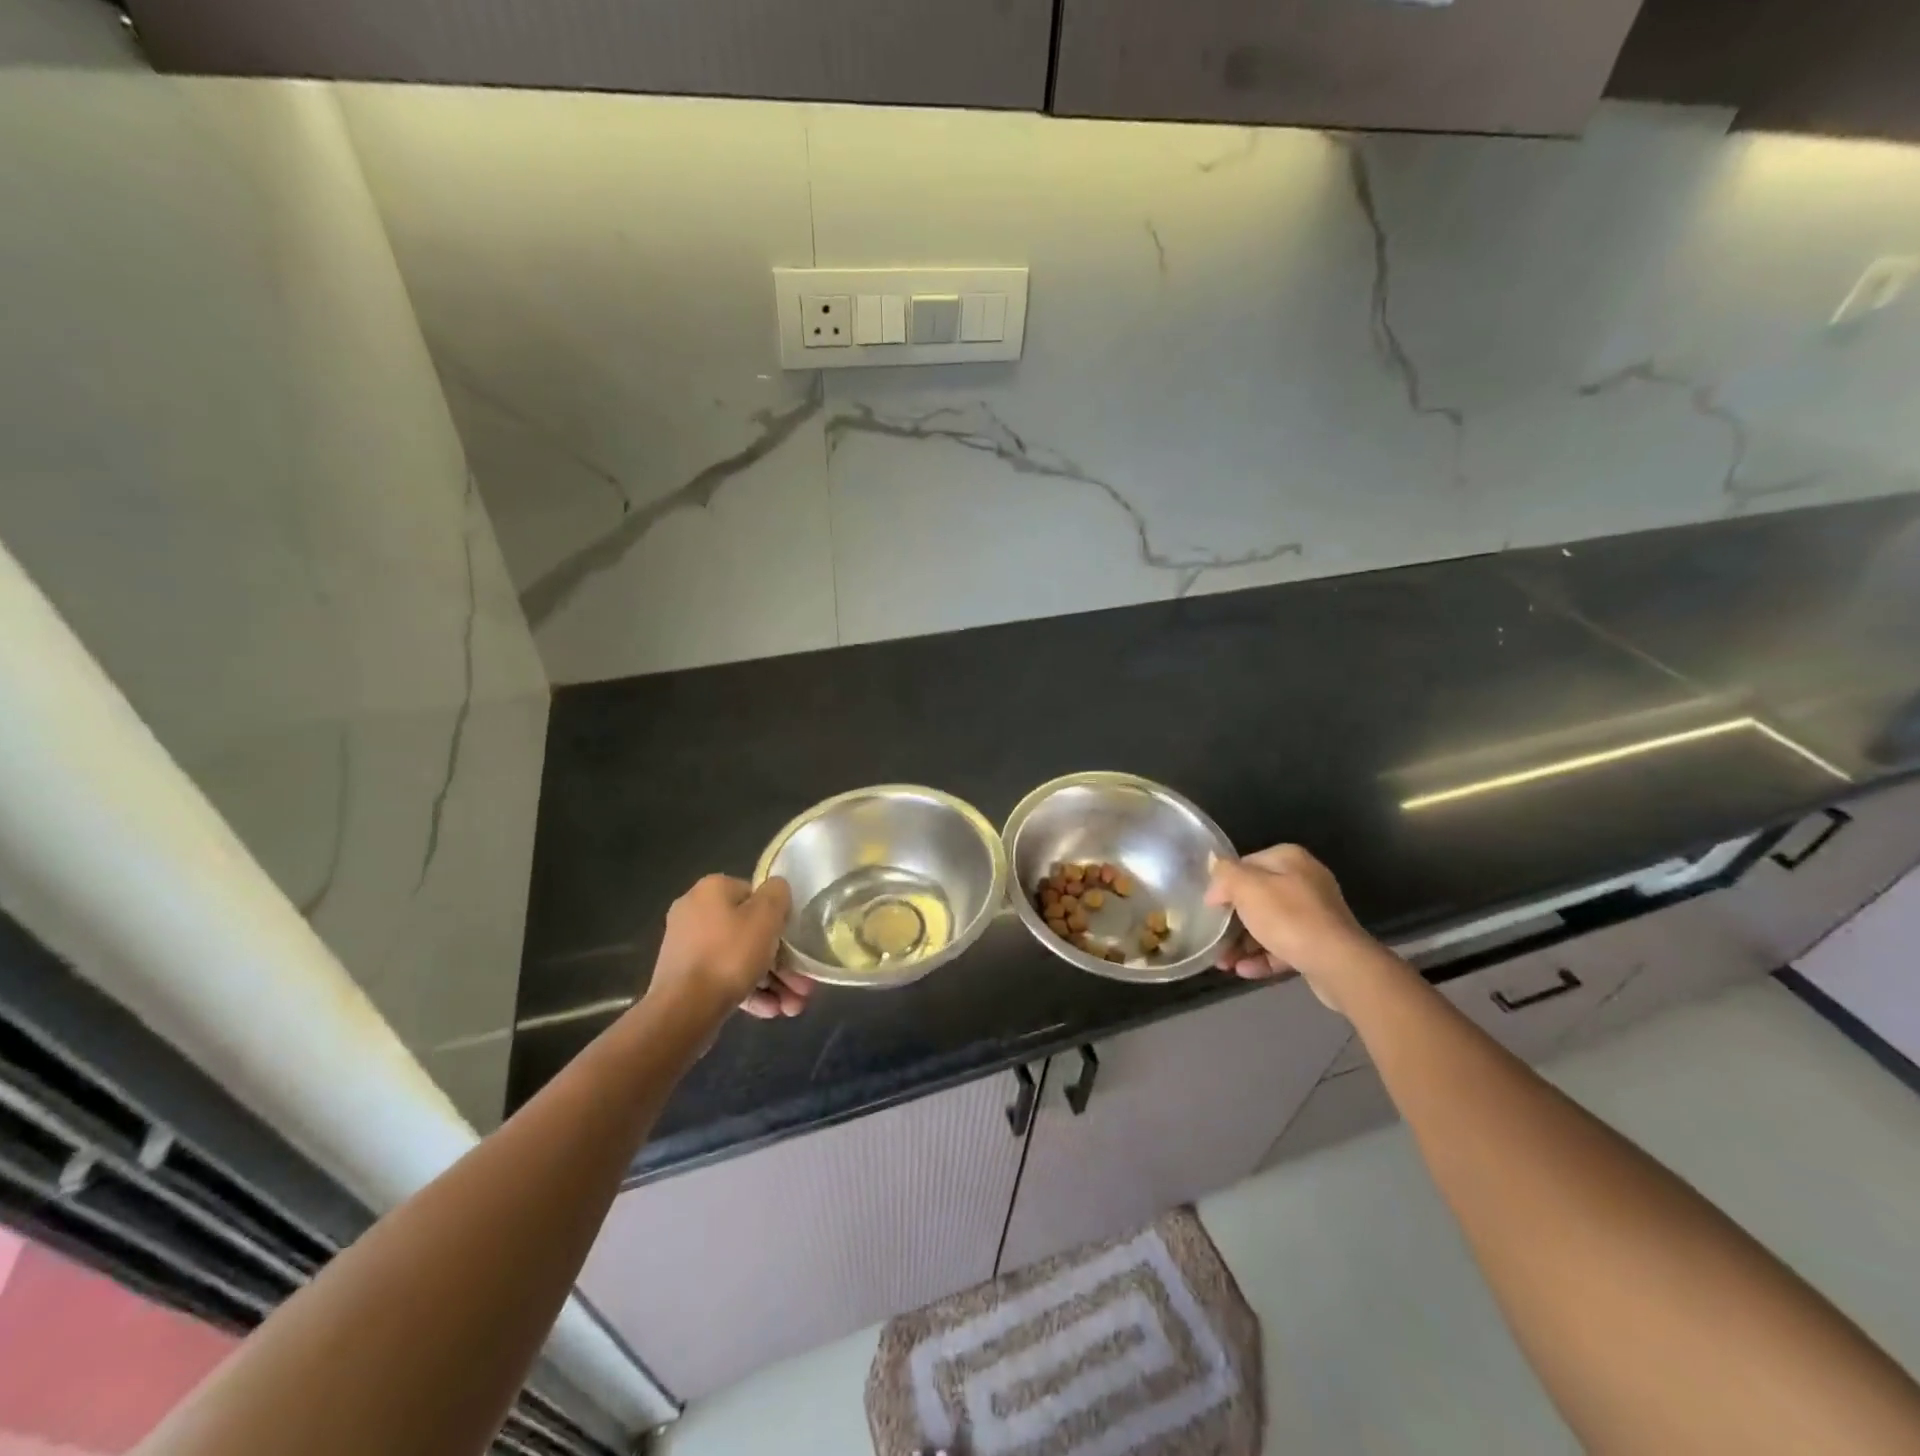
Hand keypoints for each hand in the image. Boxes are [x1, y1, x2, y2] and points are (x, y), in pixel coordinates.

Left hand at [647, 874, 811, 1019]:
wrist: (683, 1011)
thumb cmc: (729, 955)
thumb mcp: (766, 917)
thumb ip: (777, 894)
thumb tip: (777, 889)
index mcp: (711, 890)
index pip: (755, 895)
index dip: (779, 918)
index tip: (795, 942)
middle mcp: (694, 913)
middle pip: (750, 932)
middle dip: (781, 961)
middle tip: (802, 985)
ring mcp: (687, 948)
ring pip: (739, 959)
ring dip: (771, 981)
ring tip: (792, 1006)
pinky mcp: (685, 979)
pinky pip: (724, 978)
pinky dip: (748, 991)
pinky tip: (771, 1010)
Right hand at [1205, 845, 1380, 1010]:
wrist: (1339, 964)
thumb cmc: (1288, 918)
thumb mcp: (1247, 887)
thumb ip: (1225, 874)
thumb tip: (1215, 877)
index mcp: (1289, 860)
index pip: (1245, 865)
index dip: (1224, 885)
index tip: (1209, 908)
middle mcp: (1304, 882)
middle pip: (1256, 898)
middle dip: (1232, 921)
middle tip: (1213, 939)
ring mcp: (1314, 915)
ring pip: (1268, 925)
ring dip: (1243, 943)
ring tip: (1223, 963)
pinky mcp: (1318, 944)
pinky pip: (1283, 946)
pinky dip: (1262, 957)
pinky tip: (1243, 971)